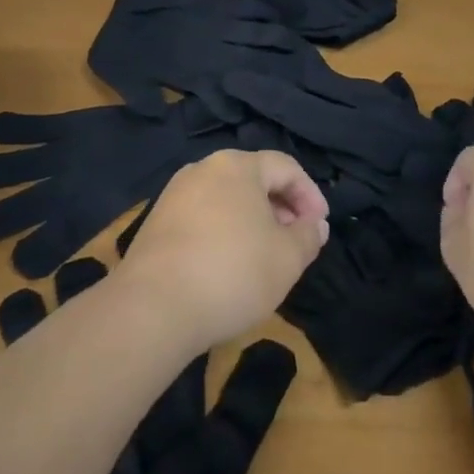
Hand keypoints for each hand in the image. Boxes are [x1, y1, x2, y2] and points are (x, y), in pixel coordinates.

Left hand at [117, 149, 328, 348]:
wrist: (153, 308)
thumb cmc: (233, 273)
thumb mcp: (288, 258)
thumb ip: (308, 236)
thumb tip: (314, 224)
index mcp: (237, 165)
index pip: (285, 167)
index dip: (310, 195)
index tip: (320, 228)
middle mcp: (203, 169)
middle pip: (254, 179)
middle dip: (281, 208)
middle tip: (296, 241)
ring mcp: (175, 194)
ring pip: (227, 199)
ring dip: (253, 221)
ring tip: (265, 256)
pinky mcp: (157, 222)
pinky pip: (203, 216)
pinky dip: (224, 232)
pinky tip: (229, 265)